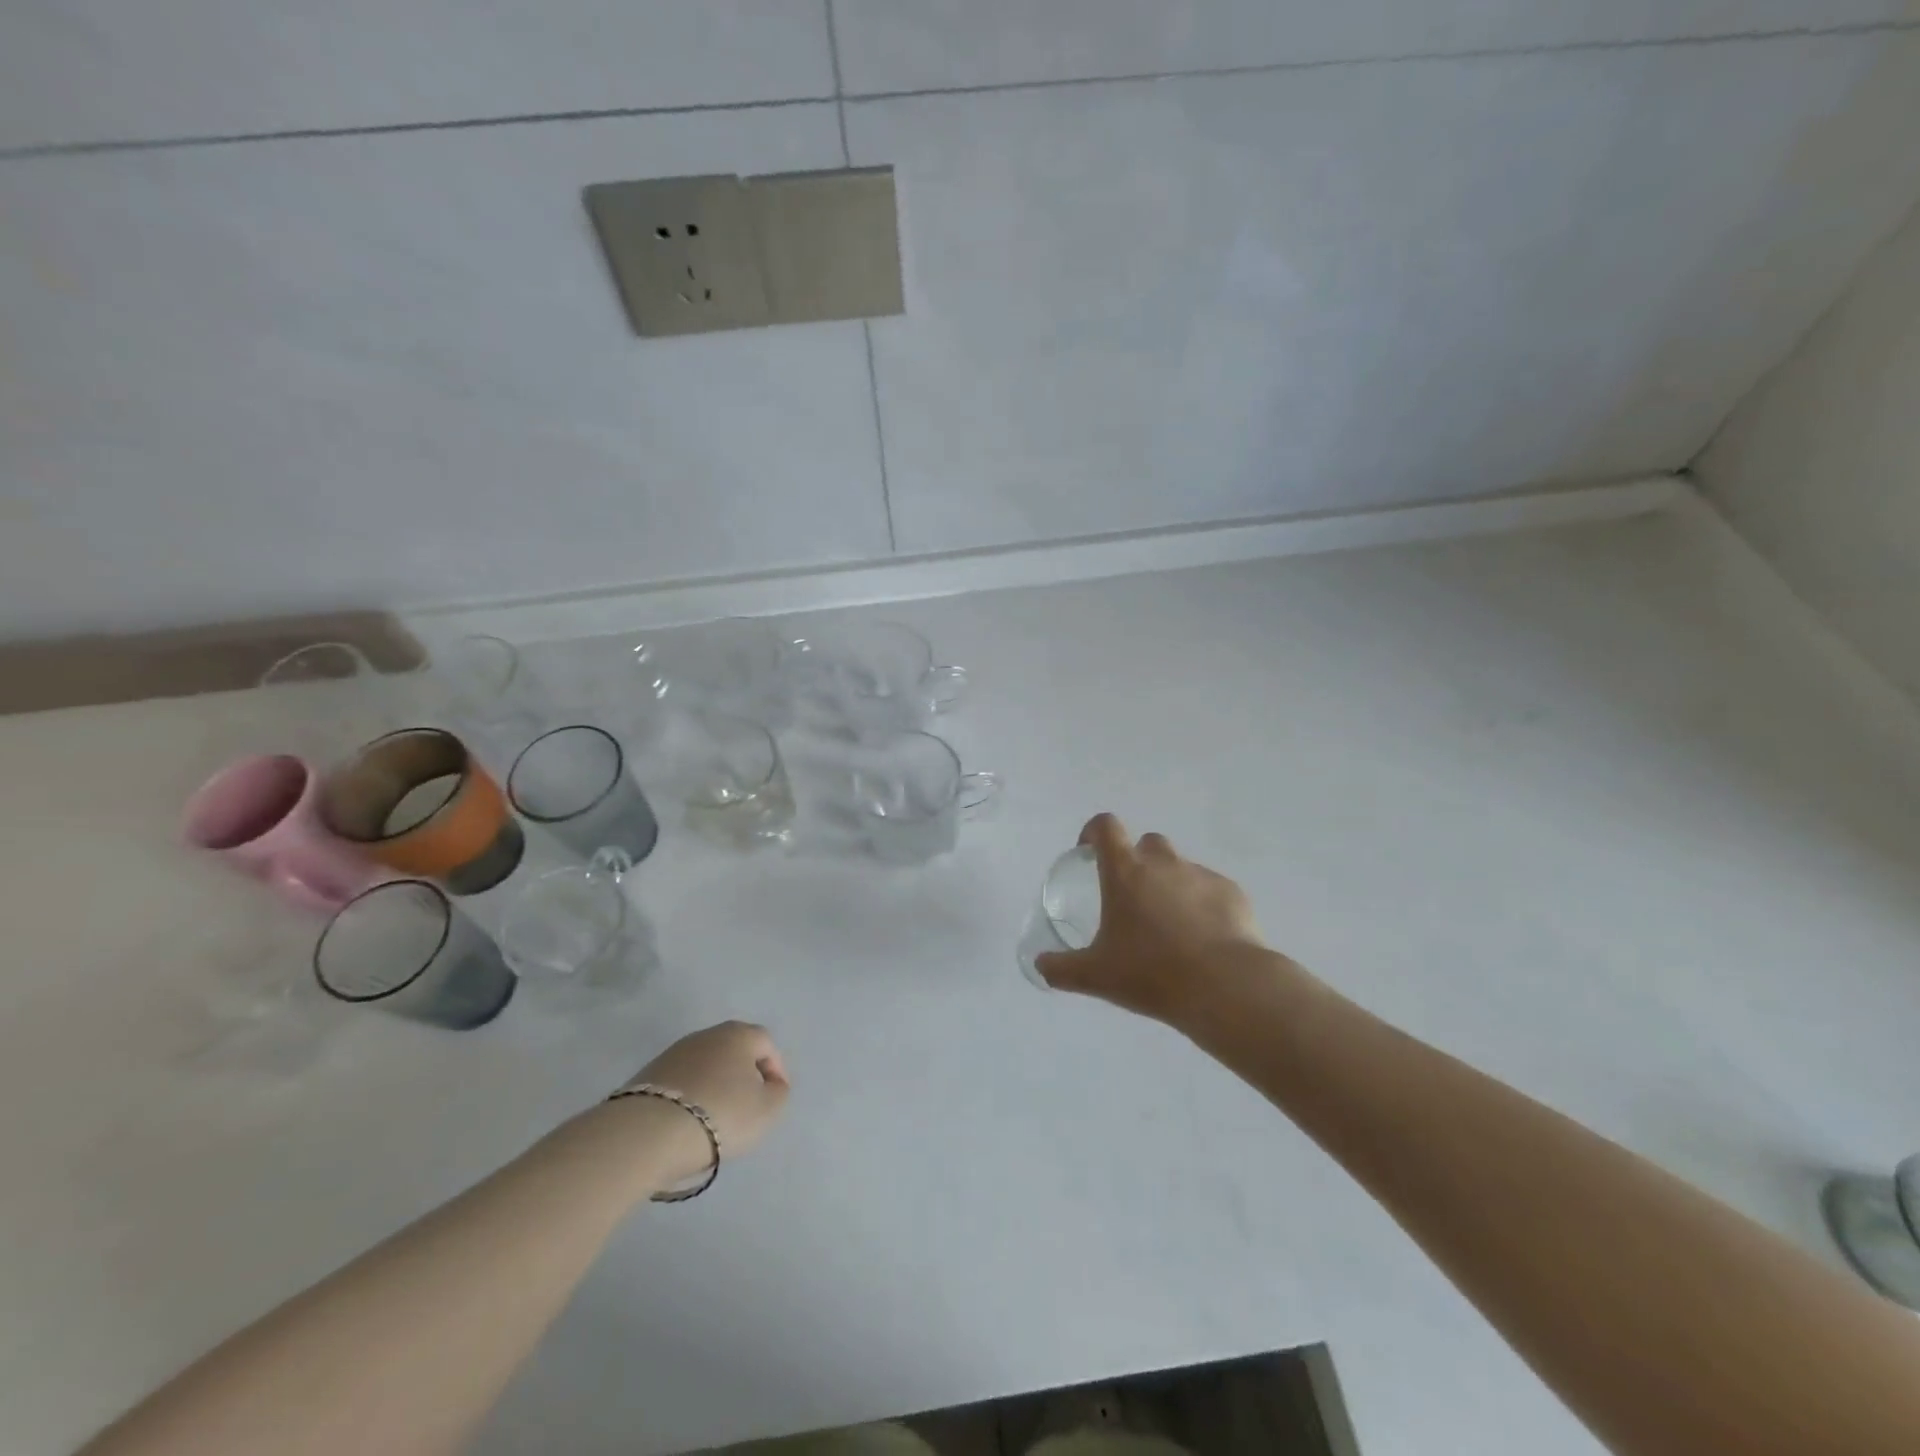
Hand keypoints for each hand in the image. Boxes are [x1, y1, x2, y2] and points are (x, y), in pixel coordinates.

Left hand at [612, 1021, 790, 1184]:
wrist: (649, 1132)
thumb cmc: (721, 1114)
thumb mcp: (767, 1109)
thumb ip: (778, 1092)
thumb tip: (771, 1084)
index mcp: (739, 1034)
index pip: (766, 1044)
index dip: (776, 1069)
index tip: (775, 1096)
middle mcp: (707, 1034)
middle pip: (734, 1051)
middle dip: (744, 1074)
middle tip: (748, 1104)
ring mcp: (674, 1052)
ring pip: (706, 1065)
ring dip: (715, 1085)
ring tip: (716, 1117)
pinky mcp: (649, 1074)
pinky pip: (681, 1081)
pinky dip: (691, 1096)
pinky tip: (689, 1120)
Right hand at [1036, 813, 1273, 1026]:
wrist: (1224, 987)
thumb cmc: (1151, 973)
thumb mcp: (1096, 976)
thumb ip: (1061, 969)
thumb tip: (1039, 966)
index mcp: (1126, 872)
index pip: (1106, 827)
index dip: (1094, 832)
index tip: (1089, 851)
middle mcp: (1164, 863)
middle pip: (1147, 844)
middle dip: (1138, 862)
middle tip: (1132, 899)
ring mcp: (1201, 876)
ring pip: (1180, 868)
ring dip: (1170, 885)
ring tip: (1170, 927)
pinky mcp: (1232, 894)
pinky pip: (1210, 890)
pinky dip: (1202, 905)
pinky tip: (1203, 939)